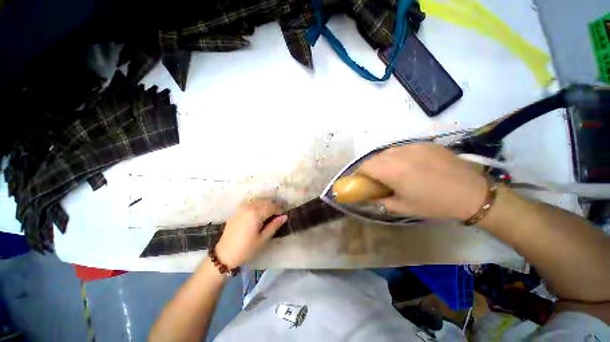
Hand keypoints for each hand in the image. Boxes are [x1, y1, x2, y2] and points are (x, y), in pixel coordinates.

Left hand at [215, 199, 286, 267]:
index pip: (272, 206)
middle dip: (274, 205)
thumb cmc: (246, 249)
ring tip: (272, 212)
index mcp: (256, 213)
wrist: (224, 255)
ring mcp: (242, 208)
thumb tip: (285, 216)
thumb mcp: (263, 239)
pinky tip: (261, 212)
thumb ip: (274, 225)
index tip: (285, 213)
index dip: (280, 209)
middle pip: (266, 202)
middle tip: (280, 212)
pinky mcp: (238, 210)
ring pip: (259, 201)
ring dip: (267, 204)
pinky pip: (252, 203)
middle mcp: (249, 207)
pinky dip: (259, 205)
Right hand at [359, 143, 487, 220]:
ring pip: (389, 151)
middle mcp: (400, 154)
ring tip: (396, 171)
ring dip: (385, 161)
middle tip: (379, 178)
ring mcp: (414, 146)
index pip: (366, 165)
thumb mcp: (404, 207)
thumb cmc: (435, 204)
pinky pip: (404, 148)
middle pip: (375, 157)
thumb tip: (370, 197)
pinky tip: (412, 165)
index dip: (361, 172)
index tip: (364, 180)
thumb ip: (382, 201)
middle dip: (372, 167)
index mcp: (393, 171)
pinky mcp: (426, 143)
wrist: (473, 193)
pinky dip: (400, 156)